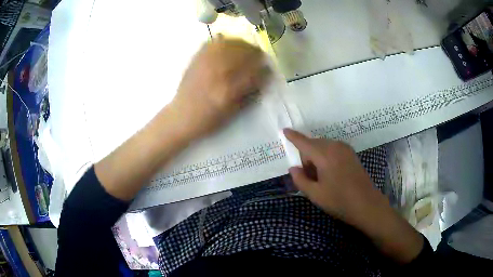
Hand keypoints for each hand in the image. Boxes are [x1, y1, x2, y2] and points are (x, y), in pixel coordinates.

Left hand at [169, 37, 269, 139]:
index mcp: (228, 90)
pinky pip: (211, 43)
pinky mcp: (195, 60)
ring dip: (242, 44)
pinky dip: (223, 41)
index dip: (264, 69)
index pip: (253, 72)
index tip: (269, 68)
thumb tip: (262, 76)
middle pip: (242, 53)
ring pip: (229, 44)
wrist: (181, 117)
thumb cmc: (208, 120)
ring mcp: (204, 64)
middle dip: (255, 53)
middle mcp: (217, 73)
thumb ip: (249, 93)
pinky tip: (228, 44)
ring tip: (247, 48)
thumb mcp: (232, 112)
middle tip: (260, 56)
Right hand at [283, 129, 387, 225]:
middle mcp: (335, 147)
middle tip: (309, 177)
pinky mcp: (351, 154)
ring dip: (316, 157)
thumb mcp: (315, 194)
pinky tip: (331, 173)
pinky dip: (326, 157)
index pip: (304, 142)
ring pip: (323, 147)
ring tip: (321, 178)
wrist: (366, 204)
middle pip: (313, 145)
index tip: (284, 130)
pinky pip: (332, 149)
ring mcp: (345, 149)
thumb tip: (293, 168)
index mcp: (324, 155)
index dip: (293, 137)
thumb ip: (300, 179)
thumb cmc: (339, 201)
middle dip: (306, 157)